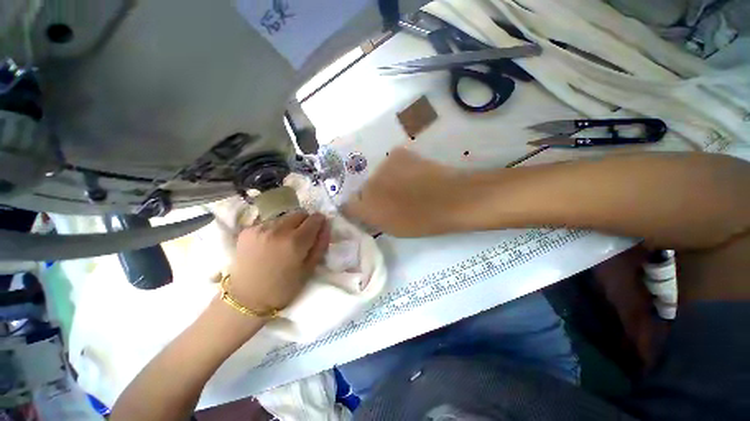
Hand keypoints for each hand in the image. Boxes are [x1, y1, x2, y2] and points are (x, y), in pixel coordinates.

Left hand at [227, 212, 329, 312]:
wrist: (246, 298)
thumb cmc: (283, 288)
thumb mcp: (309, 270)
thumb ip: (321, 245)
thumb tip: (326, 226)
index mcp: (295, 241)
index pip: (314, 218)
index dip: (319, 222)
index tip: (318, 229)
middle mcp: (278, 230)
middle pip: (299, 214)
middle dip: (305, 222)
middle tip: (301, 237)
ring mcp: (260, 228)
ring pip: (284, 217)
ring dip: (289, 225)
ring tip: (284, 241)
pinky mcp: (247, 230)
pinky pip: (269, 222)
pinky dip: (274, 229)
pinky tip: (270, 243)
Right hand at [342, 147, 468, 236]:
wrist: (451, 198)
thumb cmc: (423, 221)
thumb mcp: (394, 229)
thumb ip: (373, 219)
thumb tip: (363, 211)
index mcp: (367, 208)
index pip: (348, 205)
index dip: (357, 207)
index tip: (367, 210)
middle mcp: (368, 185)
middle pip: (363, 188)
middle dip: (373, 194)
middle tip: (391, 198)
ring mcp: (382, 167)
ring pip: (377, 175)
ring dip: (385, 180)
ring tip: (405, 186)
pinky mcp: (397, 154)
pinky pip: (390, 163)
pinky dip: (397, 168)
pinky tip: (411, 174)